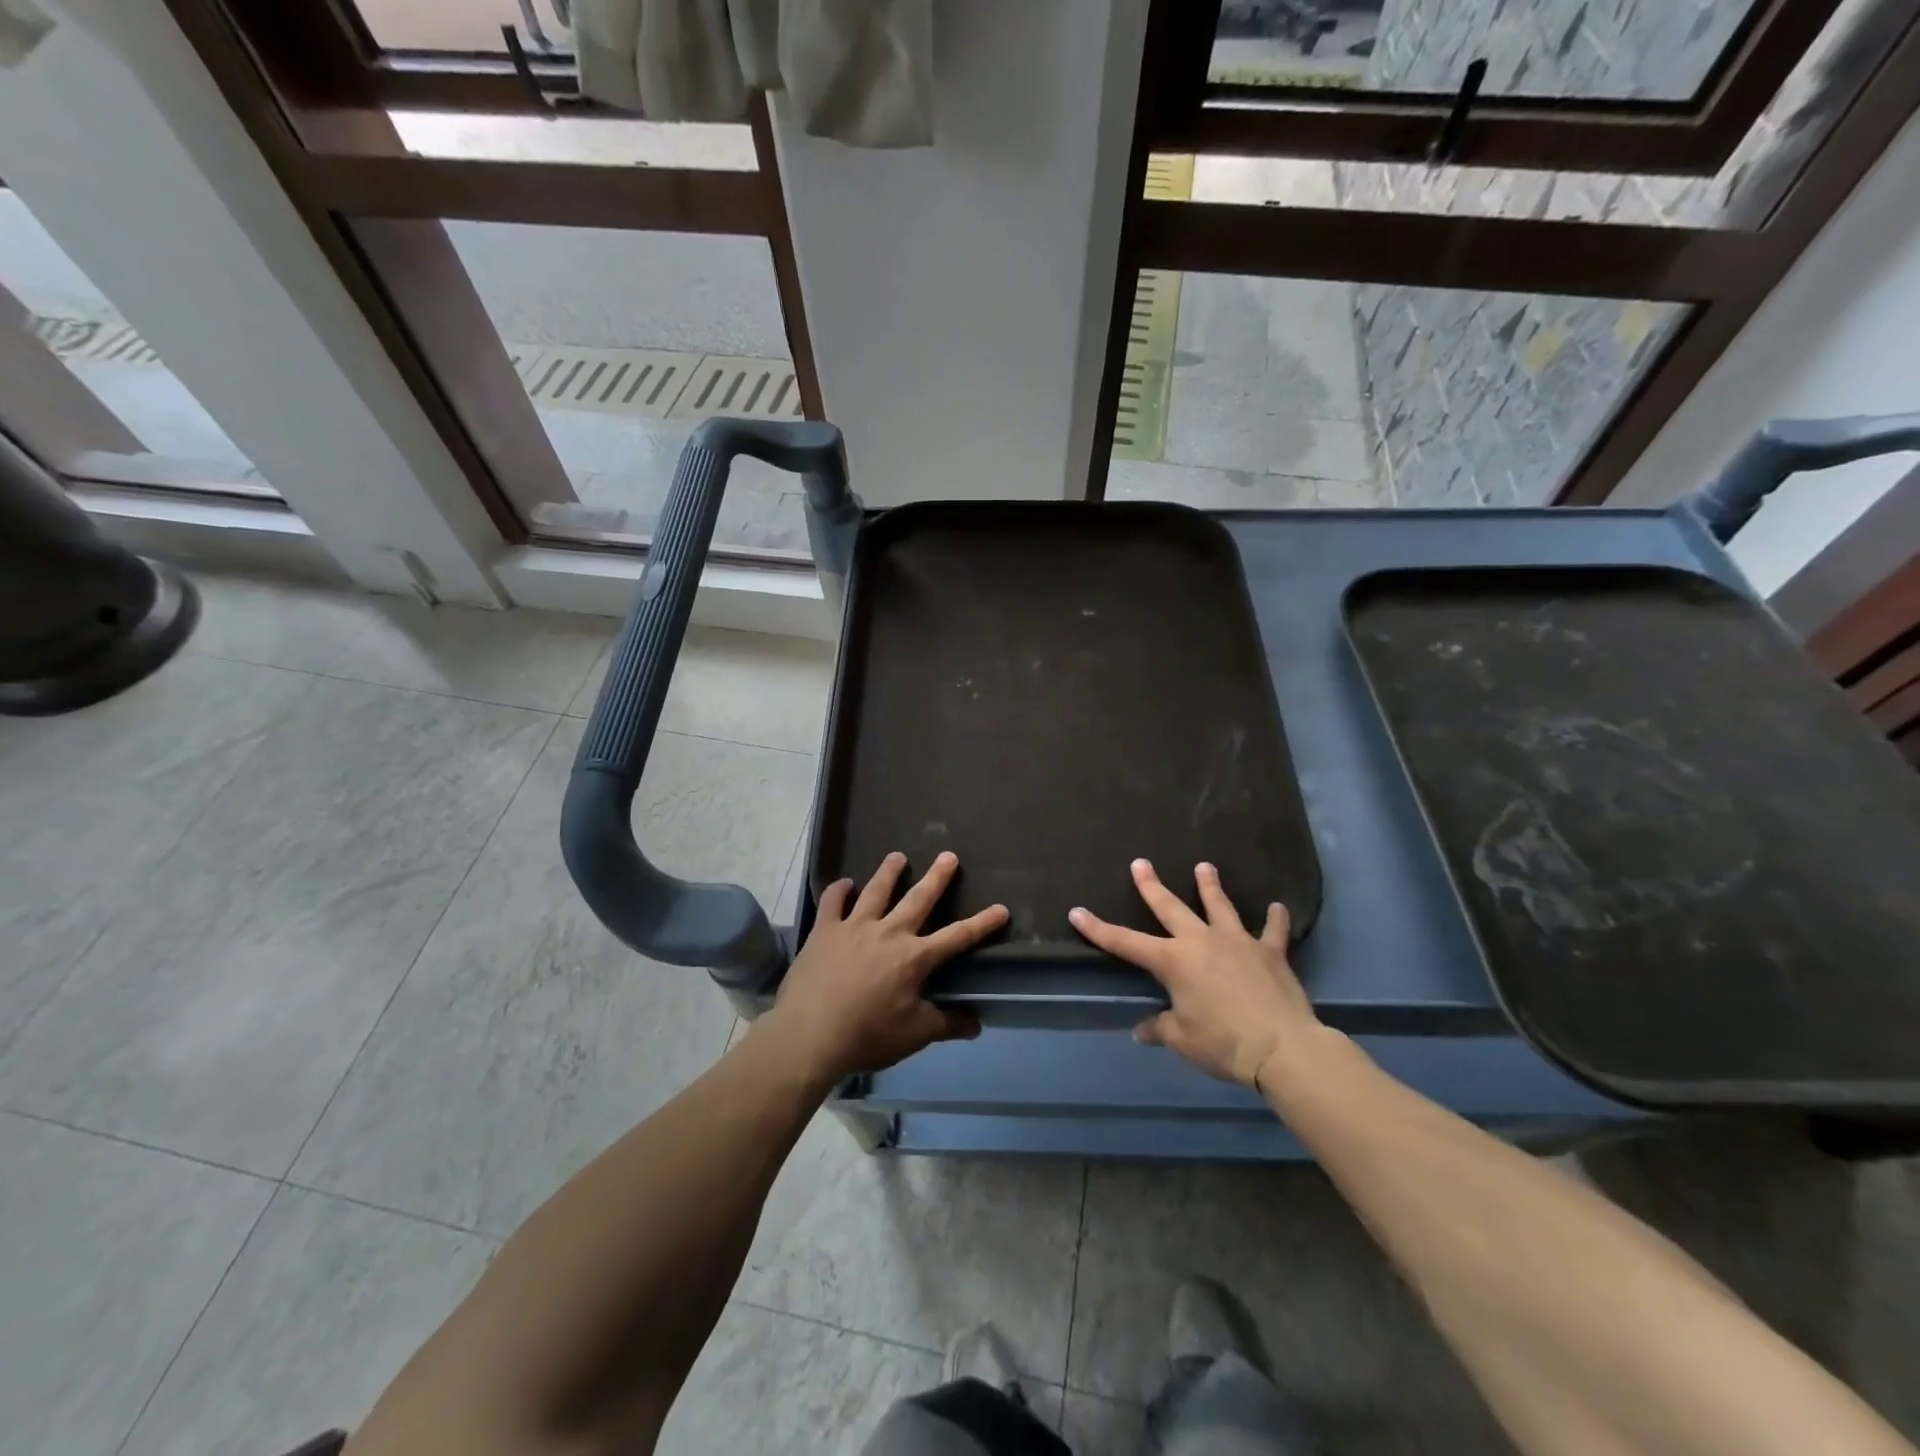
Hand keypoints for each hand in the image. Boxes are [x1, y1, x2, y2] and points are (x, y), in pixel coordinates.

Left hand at [765, 850, 1007, 1083]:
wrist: (810, 1034)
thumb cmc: (867, 1035)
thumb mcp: (914, 1035)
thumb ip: (946, 1025)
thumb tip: (976, 1024)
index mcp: (915, 957)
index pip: (957, 937)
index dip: (982, 923)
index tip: (1001, 908)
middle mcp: (889, 932)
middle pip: (919, 899)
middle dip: (937, 877)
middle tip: (948, 856)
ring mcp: (854, 927)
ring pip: (876, 890)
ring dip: (889, 872)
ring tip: (898, 856)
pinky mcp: (825, 930)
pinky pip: (833, 902)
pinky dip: (840, 890)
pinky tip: (844, 884)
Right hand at [1069, 859, 1321, 1088]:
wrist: (1282, 1047)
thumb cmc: (1223, 1043)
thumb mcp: (1182, 1040)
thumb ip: (1160, 1029)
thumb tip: (1140, 1031)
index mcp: (1173, 961)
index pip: (1125, 942)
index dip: (1098, 928)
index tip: (1077, 912)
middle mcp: (1201, 941)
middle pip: (1170, 908)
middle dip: (1152, 886)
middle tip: (1140, 863)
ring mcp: (1238, 942)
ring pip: (1220, 906)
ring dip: (1210, 886)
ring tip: (1205, 866)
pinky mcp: (1270, 953)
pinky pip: (1273, 931)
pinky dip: (1275, 919)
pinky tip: (1277, 907)